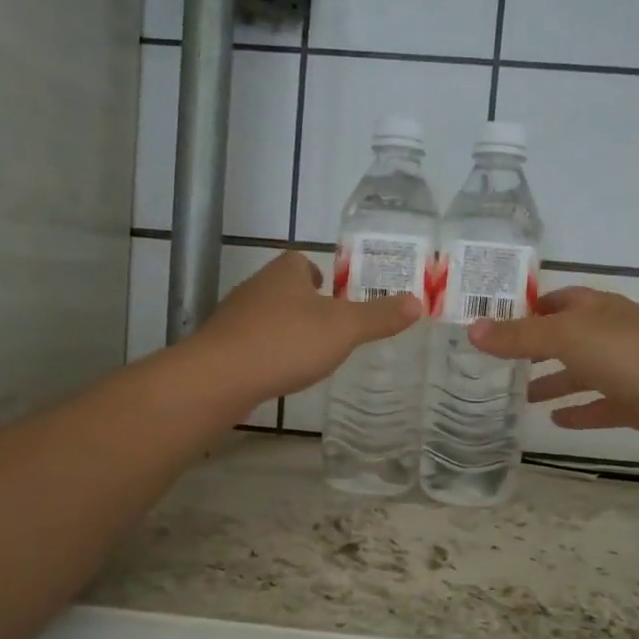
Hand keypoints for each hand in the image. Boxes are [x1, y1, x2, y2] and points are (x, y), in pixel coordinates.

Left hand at [190, 251, 421, 402]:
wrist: (220, 377)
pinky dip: (266, 352)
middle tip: (328, 325)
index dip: (318, 273)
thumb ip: (379, 317)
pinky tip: (279, 372)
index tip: (332, 292)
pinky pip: (251, 343)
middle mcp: (256, 288)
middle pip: (283, 288)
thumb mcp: (344, 329)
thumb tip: (418, 303)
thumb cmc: (286, 342)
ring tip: (307, 351)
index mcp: (285, 273)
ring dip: (284, 328)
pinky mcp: (221, 347)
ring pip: (266, 316)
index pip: (301, 262)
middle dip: (303, 303)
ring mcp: (234, 318)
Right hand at [467, 287, 638, 456]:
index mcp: (597, 310)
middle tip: (499, 363)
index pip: (557, 301)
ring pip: (582, 373)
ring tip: (520, 397)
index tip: (494, 322)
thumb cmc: (627, 355)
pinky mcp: (637, 404)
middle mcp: (611, 334)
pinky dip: (579, 412)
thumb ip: (519, 336)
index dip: (528, 308)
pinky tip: (555, 422)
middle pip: (567, 337)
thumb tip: (472, 328)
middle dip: (536, 348)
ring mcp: (627, 370)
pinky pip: (600, 406)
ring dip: (554, 382)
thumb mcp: (565, 337)